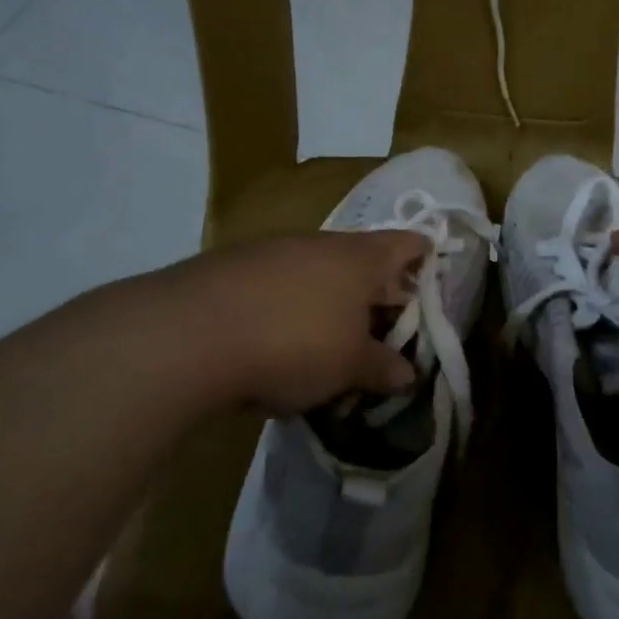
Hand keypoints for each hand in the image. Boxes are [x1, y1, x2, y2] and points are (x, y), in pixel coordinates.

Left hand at [82, 231, 429, 415]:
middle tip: (380, 332)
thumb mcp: (348, 367)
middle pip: (361, 260)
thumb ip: (381, 368)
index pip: (408, 243)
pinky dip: (287, 308)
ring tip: (325, 347)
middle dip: (374, 294)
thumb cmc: (293, 343)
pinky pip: (277, 285)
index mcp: (360, 258)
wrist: (188, 334)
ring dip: (328, 304)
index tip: (430, 281)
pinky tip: (272, 345)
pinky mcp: (233, 267)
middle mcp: (321, 243)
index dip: (424, 259)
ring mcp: (273, 251)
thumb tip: (407, 374)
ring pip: (316, 273)